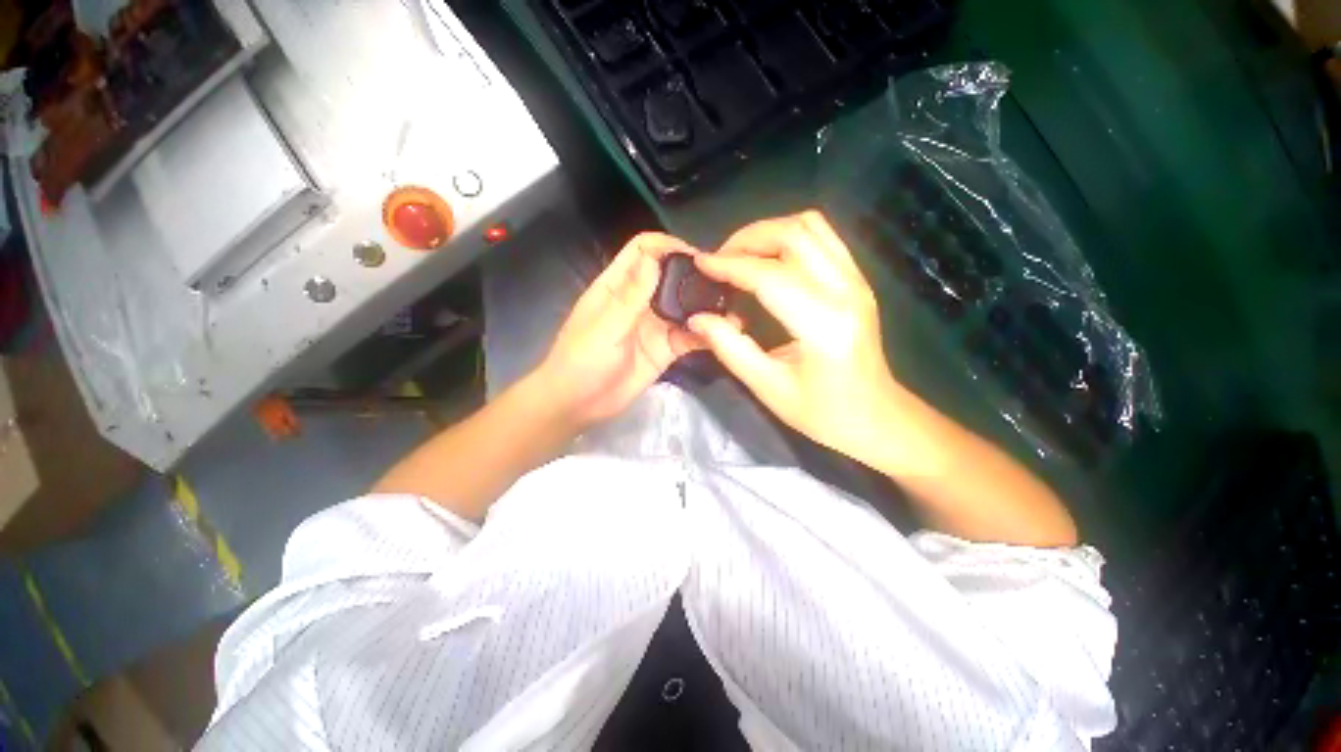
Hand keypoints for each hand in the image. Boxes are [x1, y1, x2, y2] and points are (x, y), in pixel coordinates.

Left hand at [536, 232, 706, 430]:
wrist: (580, 405)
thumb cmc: (581, 361)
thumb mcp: (604, 327)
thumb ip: (631, 296)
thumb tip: (654, 257)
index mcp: (617, 286)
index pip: (643, 251)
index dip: (668, 246)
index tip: (697, 256)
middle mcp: (640, 300)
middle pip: (671, 275)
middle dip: (695, 275)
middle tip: (724, 281)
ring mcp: (655, 325)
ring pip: (685, 306)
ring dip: (705, 305)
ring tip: (731, 306)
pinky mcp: (666, 348)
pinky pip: (690, 336)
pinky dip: (706, 333)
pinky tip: (723, 333)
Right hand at [689, 211, 903, 457]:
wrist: (877, 418)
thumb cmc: (823, 413)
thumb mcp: (768, 387)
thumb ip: (730, 348)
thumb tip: (697, 318)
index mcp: (823, 324)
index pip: (770, 276)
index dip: (730, 265)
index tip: (700, 264)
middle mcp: (846, 291)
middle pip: (793, 234)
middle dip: (747, 238)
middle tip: (718, 260)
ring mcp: (857, 281)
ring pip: (810, 226)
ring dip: (768, 232)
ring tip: (739, 256)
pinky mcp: (858, 280)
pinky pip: (822, 238)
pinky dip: (788, 238)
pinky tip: (768, 261)